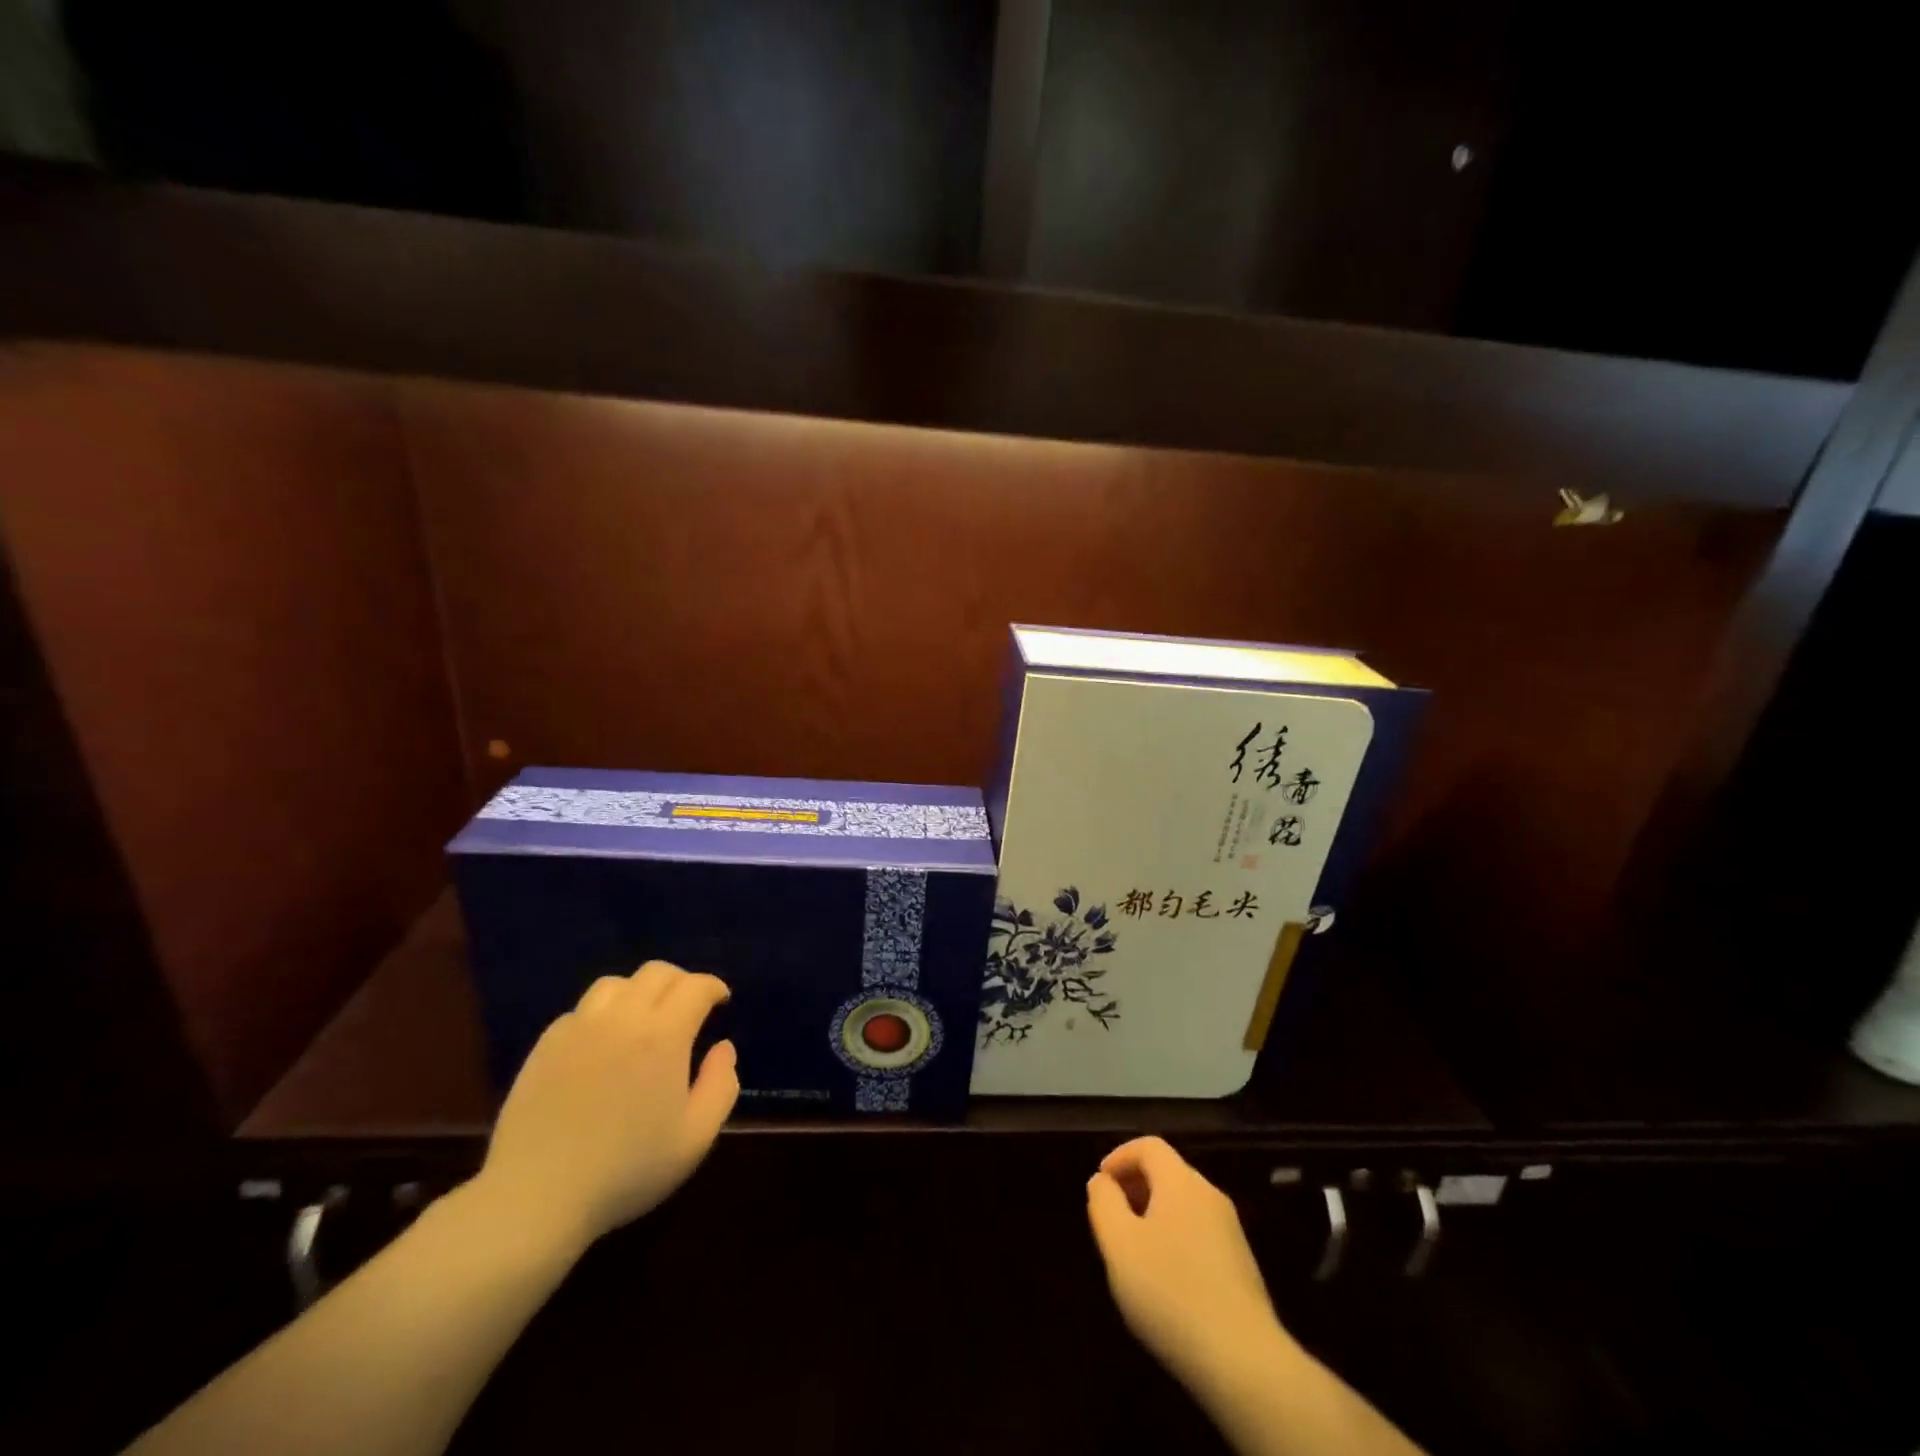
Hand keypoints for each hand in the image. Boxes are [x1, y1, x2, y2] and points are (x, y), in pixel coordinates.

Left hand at [471, 962, 737, 1252]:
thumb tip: (724, 1047)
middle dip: (681, 981)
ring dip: (639, 991)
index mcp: (663, 1035)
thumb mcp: (695, 1138)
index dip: (713, 987)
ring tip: (644, 1018)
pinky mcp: (545, 1045)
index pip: (695, 986)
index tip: (721, 1001)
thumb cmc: (626, 1170)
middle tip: (689, 1006)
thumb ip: (721, 1085)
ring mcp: (578, 1028)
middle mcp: (622, 1018)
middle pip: (656, 972)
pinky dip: (602, 1014)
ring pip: (615, 983)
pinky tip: (602, 1043)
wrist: (535, 1198)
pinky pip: (580, 1010)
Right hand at [1086, 1136, 1290, 1395]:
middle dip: (1135, 1186)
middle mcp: (1210, 1196)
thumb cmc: (1171, 1293)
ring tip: (1134, 1252)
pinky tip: (1166, 1281)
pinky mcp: (1242, 1267)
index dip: (1120, 1156)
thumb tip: (1102, 1181)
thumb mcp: (1119, 1245)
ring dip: (1154, 1215)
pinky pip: (1199, 1234)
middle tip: (1112, 1218)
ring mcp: (1231, 1232)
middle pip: (1168, 1173)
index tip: (1100, 1183)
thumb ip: (1104, 1203)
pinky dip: (1175, 1239)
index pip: (1149, 1146)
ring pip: (1184, 1206)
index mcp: (1181, 1182)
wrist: (1245, 1362)